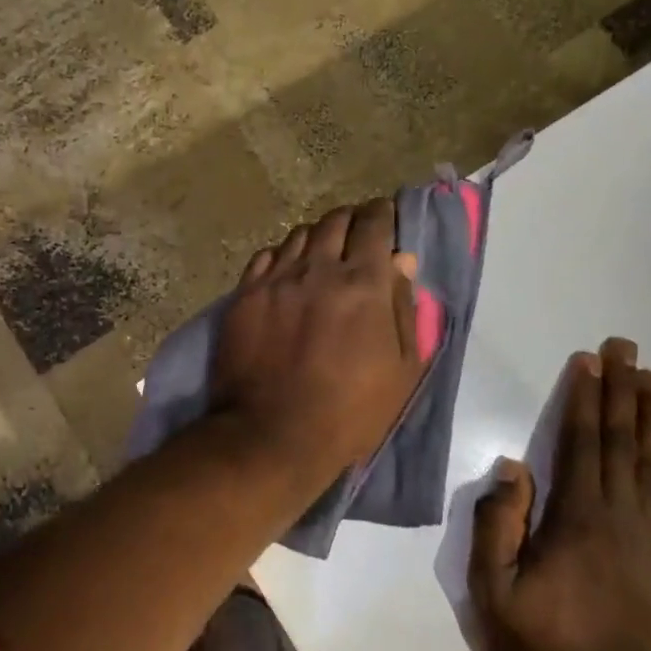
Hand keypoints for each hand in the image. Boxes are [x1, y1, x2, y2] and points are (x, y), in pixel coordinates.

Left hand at [211, 199, 424, 485]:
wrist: (271, 435)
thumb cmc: (349, 411)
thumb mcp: (401, 369)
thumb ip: (404, 308)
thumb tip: (403, 261)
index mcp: (363, 283)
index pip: (375, 224)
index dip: (383, 215)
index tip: (386, 218)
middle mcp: (318, 269)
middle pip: (335, 220)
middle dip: (351, 221)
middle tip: (356, 236)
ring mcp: (276, 279)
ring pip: (299, 235)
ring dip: (317, 238)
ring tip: (321, 256)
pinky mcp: (245, 295)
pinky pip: (267, 256)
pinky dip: (283, 257)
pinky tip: (287, 273)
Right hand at [468, 337, 650, 650]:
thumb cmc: (537, 642)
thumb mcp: (491, 586)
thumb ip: (497, 523)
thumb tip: (513, 465)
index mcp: (576, 520)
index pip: (581, 444)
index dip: (585, 400)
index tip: (589, 361)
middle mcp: (621, 519)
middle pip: (621, 444)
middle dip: (621, 392)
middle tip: (626, 348)